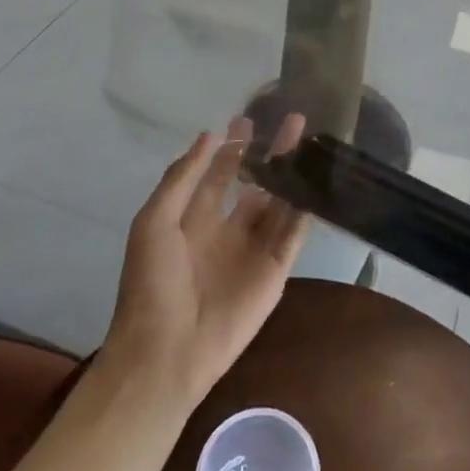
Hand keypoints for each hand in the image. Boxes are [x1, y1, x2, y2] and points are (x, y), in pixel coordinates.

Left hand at [103, 114, 310, 404]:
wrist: (164, 353)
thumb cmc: (152, 283)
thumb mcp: (155, 220)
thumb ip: (184, 177)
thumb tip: (210, 134)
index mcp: (194, 219)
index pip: (219, 174)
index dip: (233, 147)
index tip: (250, 118)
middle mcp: (227, 230)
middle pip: (256, 183)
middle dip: (271, 153)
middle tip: (293, 121)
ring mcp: (253, 251)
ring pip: (279, 203)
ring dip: (293, 174)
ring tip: (310, 142)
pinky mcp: (275, 272)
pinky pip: (293, 234)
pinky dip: (306, 208)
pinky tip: (317, 182)